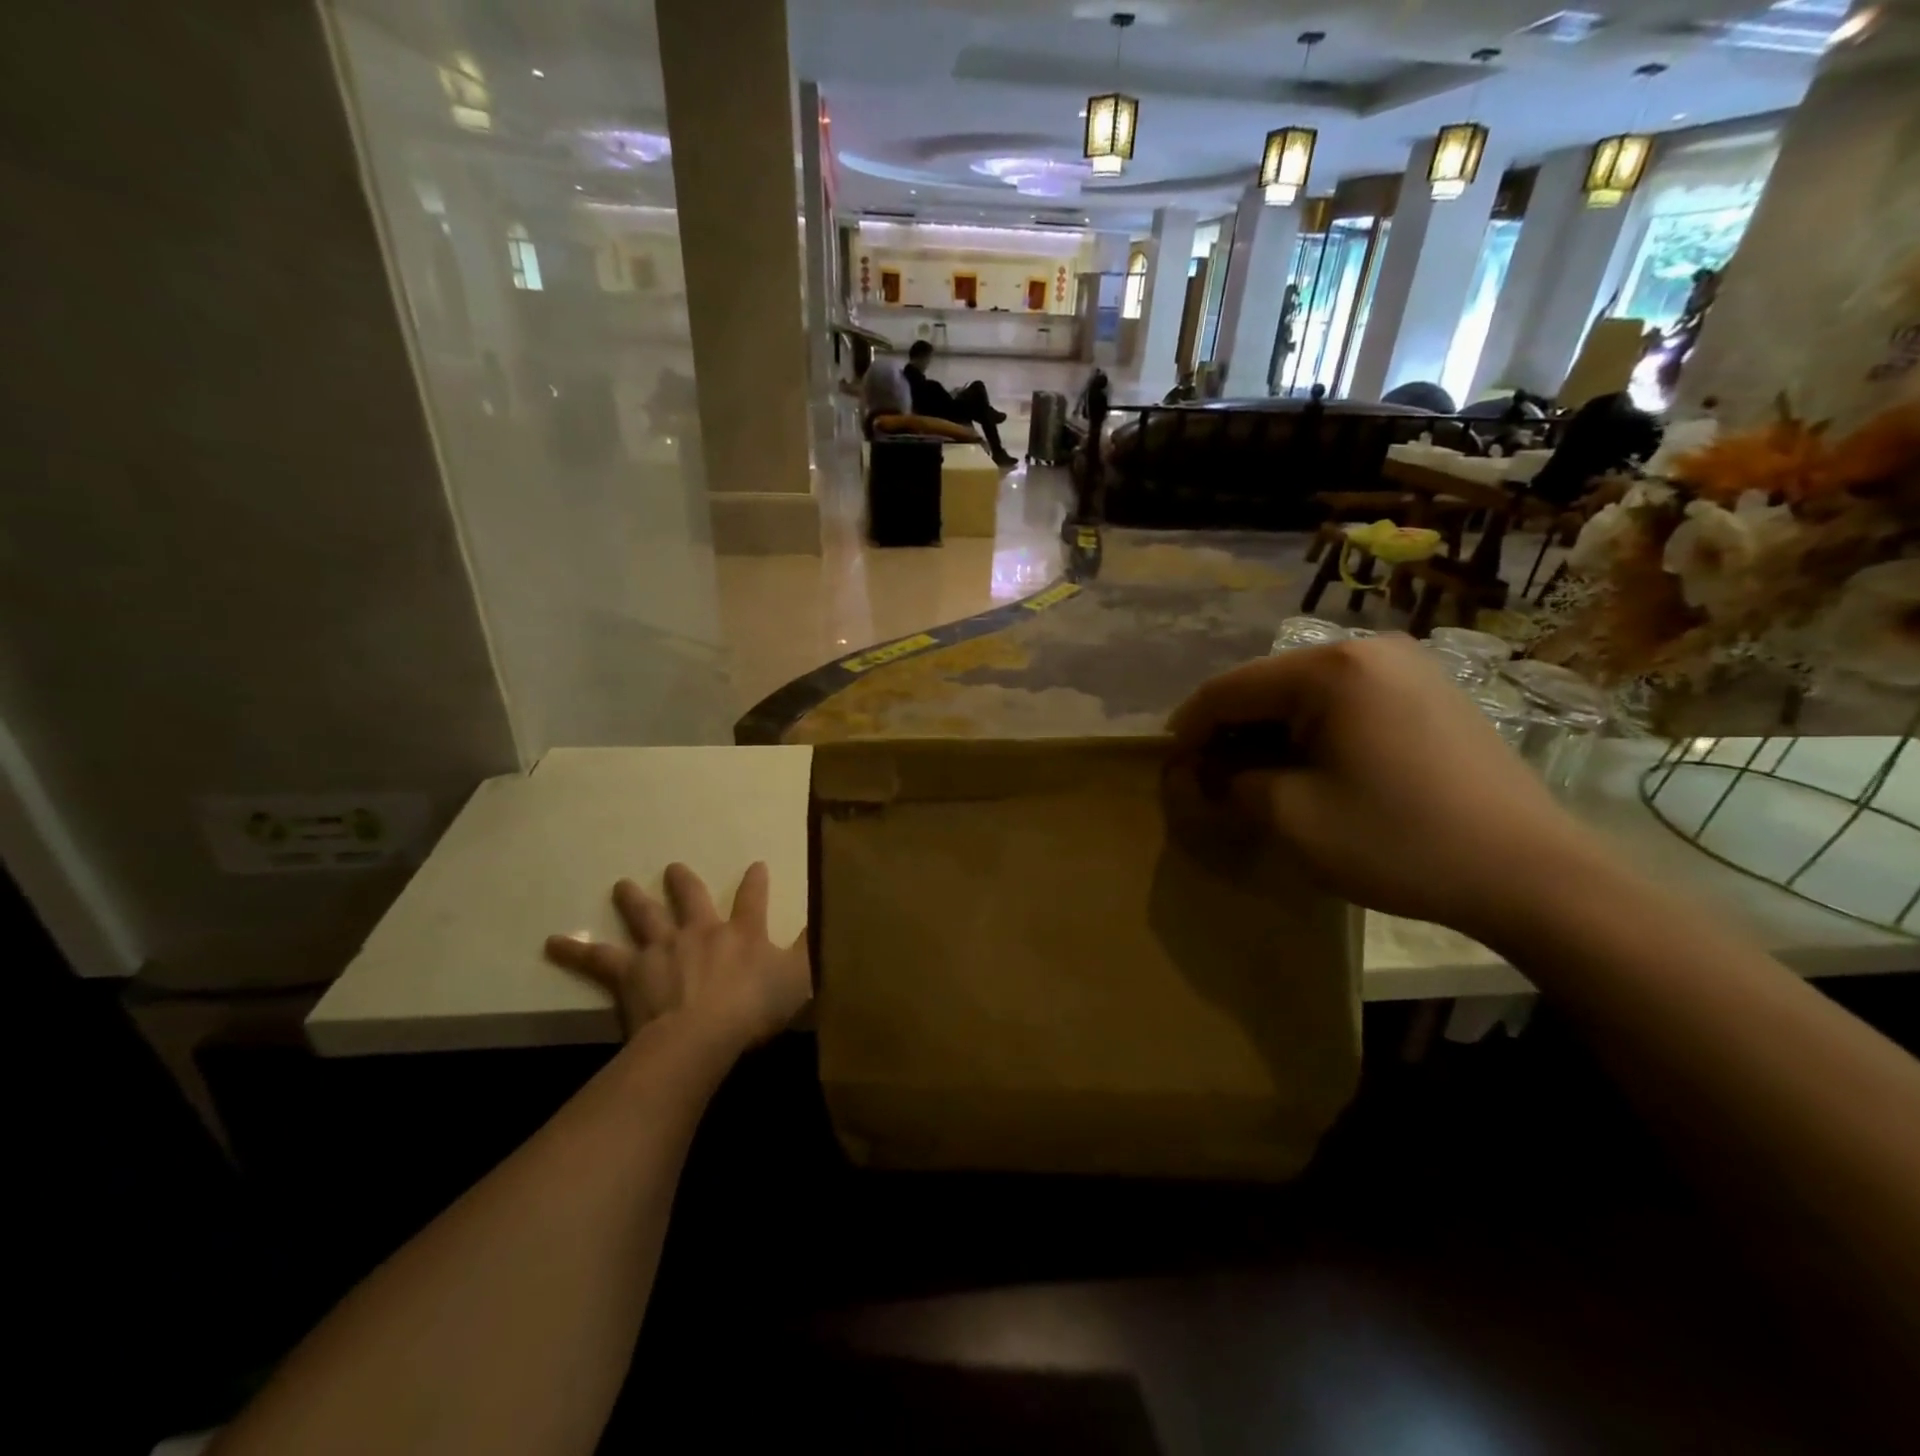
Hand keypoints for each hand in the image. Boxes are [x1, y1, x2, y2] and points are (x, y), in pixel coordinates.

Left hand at [545, 862, 810, 1052]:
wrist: (702, 1035)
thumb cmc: (755, 1008)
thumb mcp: (801, 977)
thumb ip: (816, 947)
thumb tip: (834, 916)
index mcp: (742, 931)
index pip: (753, 898)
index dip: (756, 881)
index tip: (755, 863)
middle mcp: (701, 930)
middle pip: (690, 898)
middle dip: (683, 882)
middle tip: (672, 868)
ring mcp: (662, 948)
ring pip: (646, 917)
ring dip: (635, 900)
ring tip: (622, 885)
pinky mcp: (630, 973)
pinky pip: (598, 960)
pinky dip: (575, 951)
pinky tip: (552, 942)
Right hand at [1167, 636, 1599, 938]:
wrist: (1532, 874)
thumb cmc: (1398, 840)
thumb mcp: (1290, 818)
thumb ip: (1230, 786)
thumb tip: (1204, 776)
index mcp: (1330, 668)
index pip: (1228, 689)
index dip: (1188, 729)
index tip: (1167, 768)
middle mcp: (1368, 649)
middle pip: (1267, 686)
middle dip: (1230, 734)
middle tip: (1209, 781)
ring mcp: (1407, 667)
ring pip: (1306, 695)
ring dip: (1270, 735)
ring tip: (1255, 780)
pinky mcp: (1431, 693)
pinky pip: (1347, 703)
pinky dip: (1313, 734)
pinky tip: (1311, 770)